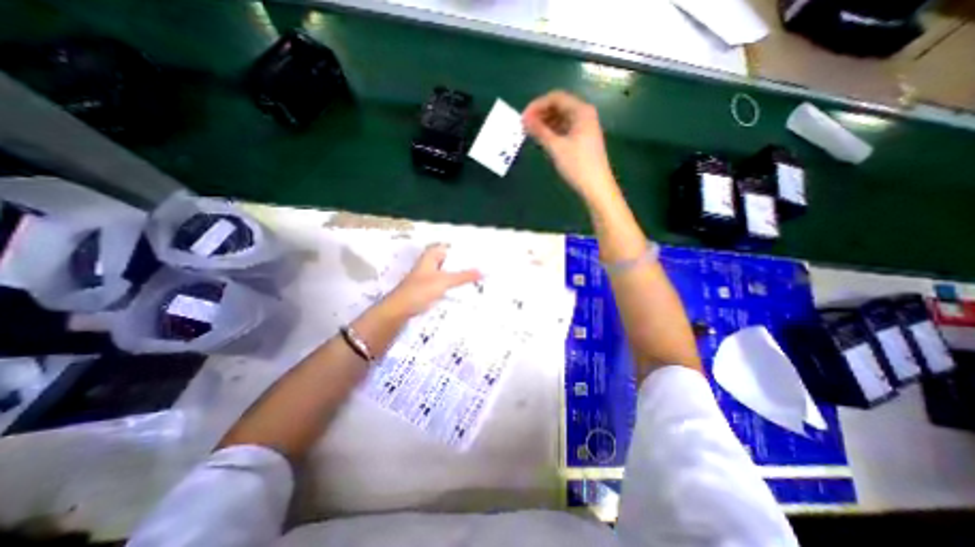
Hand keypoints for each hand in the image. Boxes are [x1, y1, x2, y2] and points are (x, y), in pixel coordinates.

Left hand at [386, 247, 483, 318]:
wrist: (400, 309)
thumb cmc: (419, 290)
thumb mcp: (444, 281)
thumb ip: (463, 276)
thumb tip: (482, 271)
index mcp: (431, 256)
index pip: (450, 247)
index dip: (463, 249)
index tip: (478, 252)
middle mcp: (430, 264)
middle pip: (450, 260)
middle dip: (464, 263)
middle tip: (482, 265)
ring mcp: (429, 277)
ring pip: (448, 272)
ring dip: (460, 275)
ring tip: (478, 276)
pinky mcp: (429, 289)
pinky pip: (446, 283)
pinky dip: (454, 285)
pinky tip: (465, 289)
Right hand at [526, 90, 614, 199]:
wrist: (596, 187)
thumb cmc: (577, 165)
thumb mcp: (556, 147)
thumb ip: (539, 131)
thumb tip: (524, 119)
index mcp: (581, 111)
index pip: (555, 97)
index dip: (537, 105)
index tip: (522, 119)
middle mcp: (584, 114)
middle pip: (559, 106)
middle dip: (540, 114)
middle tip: (524, 127)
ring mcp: (585, 127)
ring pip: (561, 118)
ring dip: (545, 123)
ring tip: (531, 134)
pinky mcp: (583, 139)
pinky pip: (564, 129)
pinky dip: (552, 132)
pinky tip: (543, 140)